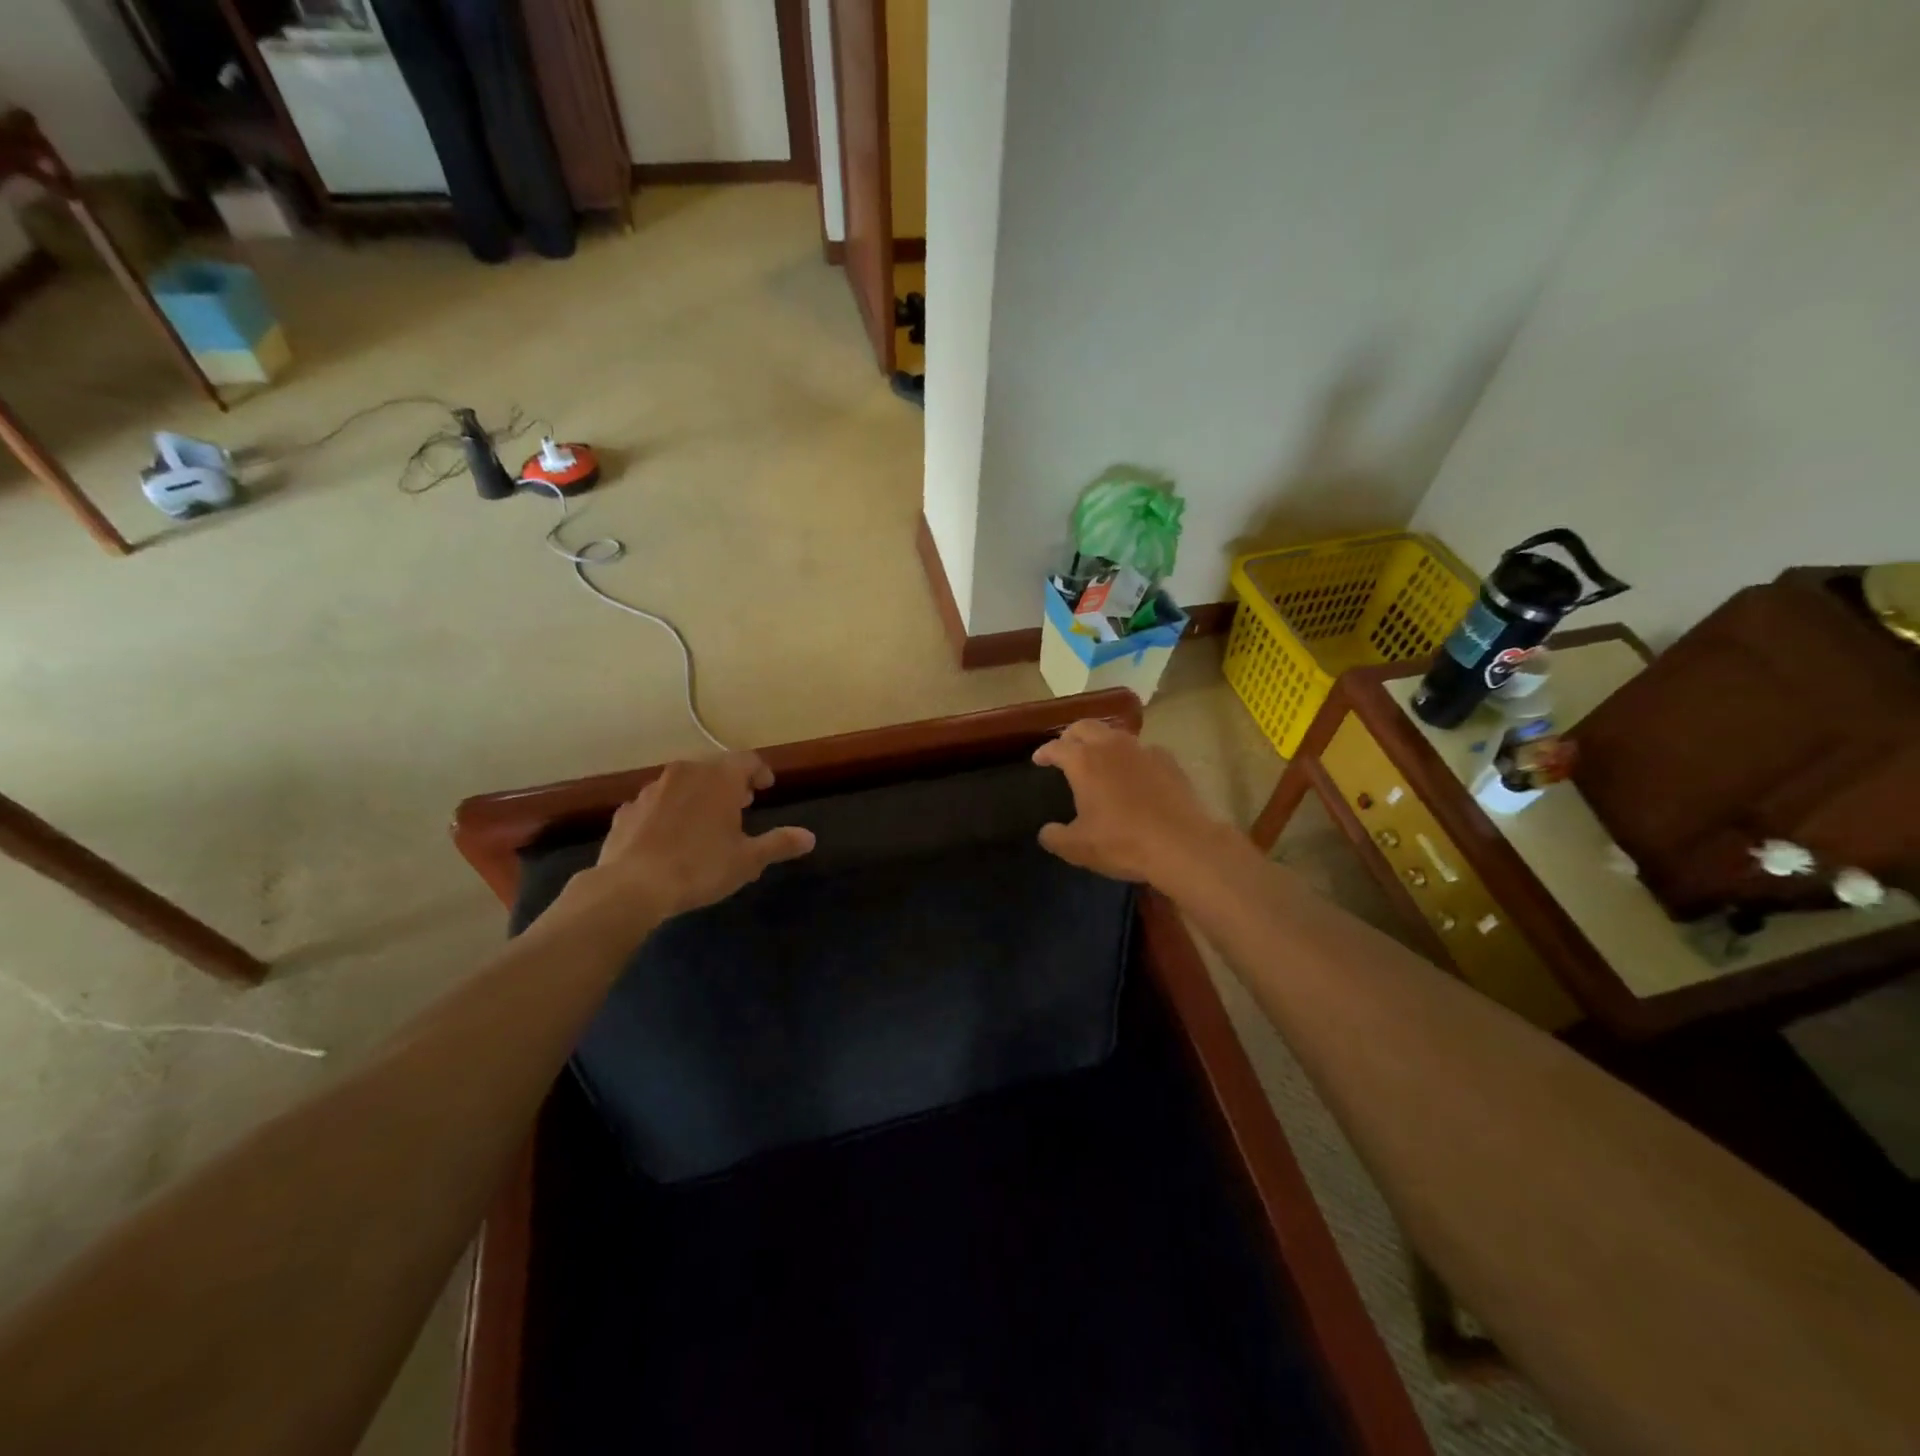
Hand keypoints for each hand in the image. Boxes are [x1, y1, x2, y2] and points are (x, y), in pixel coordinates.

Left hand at [557, 752, 814, 932]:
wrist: (631, 886)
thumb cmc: (700, 867)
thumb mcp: (748, 860)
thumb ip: (779, 844)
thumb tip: (809, 837)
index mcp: (720, 778)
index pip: (747, 760)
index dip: (760, 771)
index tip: (766, 787)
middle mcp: (686, 773)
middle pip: (714, 767)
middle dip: (729, 783)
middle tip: (741, 804)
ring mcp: (652, 790)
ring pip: (682, 782)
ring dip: (698, 795)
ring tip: (705, 820)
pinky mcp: (627, 810)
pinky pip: (656, 804)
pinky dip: (668, 812)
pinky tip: (669, 836)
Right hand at [1032, 720, 1231, 887]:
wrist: (1182, 844)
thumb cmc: (1122, 843)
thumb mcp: (1078, 848)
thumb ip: (1055, 837)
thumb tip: (1046, 831)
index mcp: (1083, 762)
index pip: (1056, 747)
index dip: (1044, 752)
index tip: (1038, 759)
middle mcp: (1111, 746)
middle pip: (1085, 727)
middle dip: (1071, 735)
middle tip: (1066, 748)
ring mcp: (1143, 750)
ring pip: (1115, 734)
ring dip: (1102, 741)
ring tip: (1099, 758)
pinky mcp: (1168, 760)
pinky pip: (1143, 750)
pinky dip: (1132, 757)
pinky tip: (1135, 773)